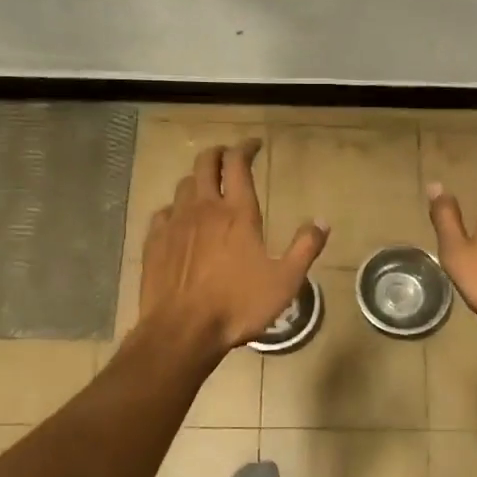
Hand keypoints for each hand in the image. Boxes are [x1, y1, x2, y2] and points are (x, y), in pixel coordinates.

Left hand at [139, 140, 328, 353]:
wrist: (182, 331)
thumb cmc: (238, 306)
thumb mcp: (285, 281)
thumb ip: (305, 248)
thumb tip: (322, 221)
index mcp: (237, 213)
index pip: (238, 164)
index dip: (246, 148)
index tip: (254, 145)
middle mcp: (204, 208)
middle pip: (205, 163)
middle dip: (218, 153)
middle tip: (229, 157)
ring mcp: (175, 223)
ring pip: (183, 185)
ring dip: (197, 180)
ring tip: (207, 189)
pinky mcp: (154, 242)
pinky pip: (164, 213)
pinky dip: (176, 209)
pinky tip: (180, 221)